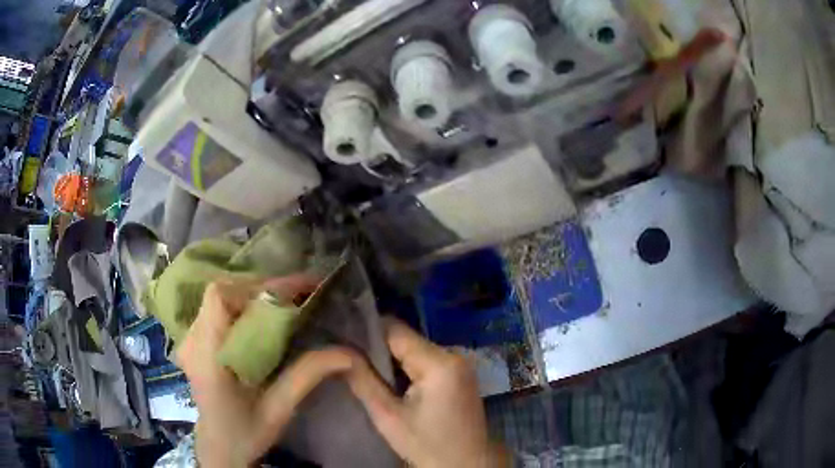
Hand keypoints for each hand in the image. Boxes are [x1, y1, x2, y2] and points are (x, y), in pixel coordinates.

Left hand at [177, 277, 357, 467]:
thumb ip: (306, 376)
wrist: (219, 446)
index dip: (259, 287)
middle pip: (222, 292)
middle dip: (262, 288)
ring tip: (287, 302)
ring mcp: (189, 338)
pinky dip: (244, 305)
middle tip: (300, 294)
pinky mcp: (194, 340)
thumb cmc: (246, 433)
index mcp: (207, 357)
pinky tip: (264, 316)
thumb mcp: (278, 409)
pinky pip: (217, 309)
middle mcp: (192, 340)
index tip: (300, 288)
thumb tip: (348, 352)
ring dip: (254, 294)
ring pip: (219, 297)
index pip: (221, 299)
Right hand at [346, 318, 507, 467]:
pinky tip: (393, 383)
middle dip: (378, 349)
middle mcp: (454, 355)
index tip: (343, 341)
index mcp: (439, 363)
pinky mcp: (461, 375)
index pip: (395, 330)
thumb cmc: (426, 445)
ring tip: (367, 372)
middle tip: (351, 361)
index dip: (367, 332)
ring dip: (393, 360)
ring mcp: (461, 365)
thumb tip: (340, 351)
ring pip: (415, 350)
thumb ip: (363, 380)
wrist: (465, 465)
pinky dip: (408, 369)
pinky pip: (427, 361)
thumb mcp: (388, 416)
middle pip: (406, 339)